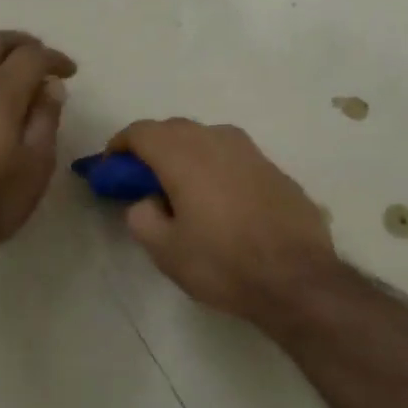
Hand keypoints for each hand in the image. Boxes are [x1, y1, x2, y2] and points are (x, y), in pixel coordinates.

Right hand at [107, 118, 337, 320]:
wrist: (297, 277)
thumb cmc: (223, 264)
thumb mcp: (166, 251)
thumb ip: (142, 217)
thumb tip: (147, 200)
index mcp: (184, 155)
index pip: (142, 132)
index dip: (120, 146)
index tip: (111, 168)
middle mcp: (218, 140)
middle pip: (174, 129)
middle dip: (152, 147)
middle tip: (141, 179)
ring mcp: (251, 151)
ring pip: (207, 138)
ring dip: (185, 153)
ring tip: (180, 187)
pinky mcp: (274, 168)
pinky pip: (233, 156)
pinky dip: (215, 166)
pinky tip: (218, 198)